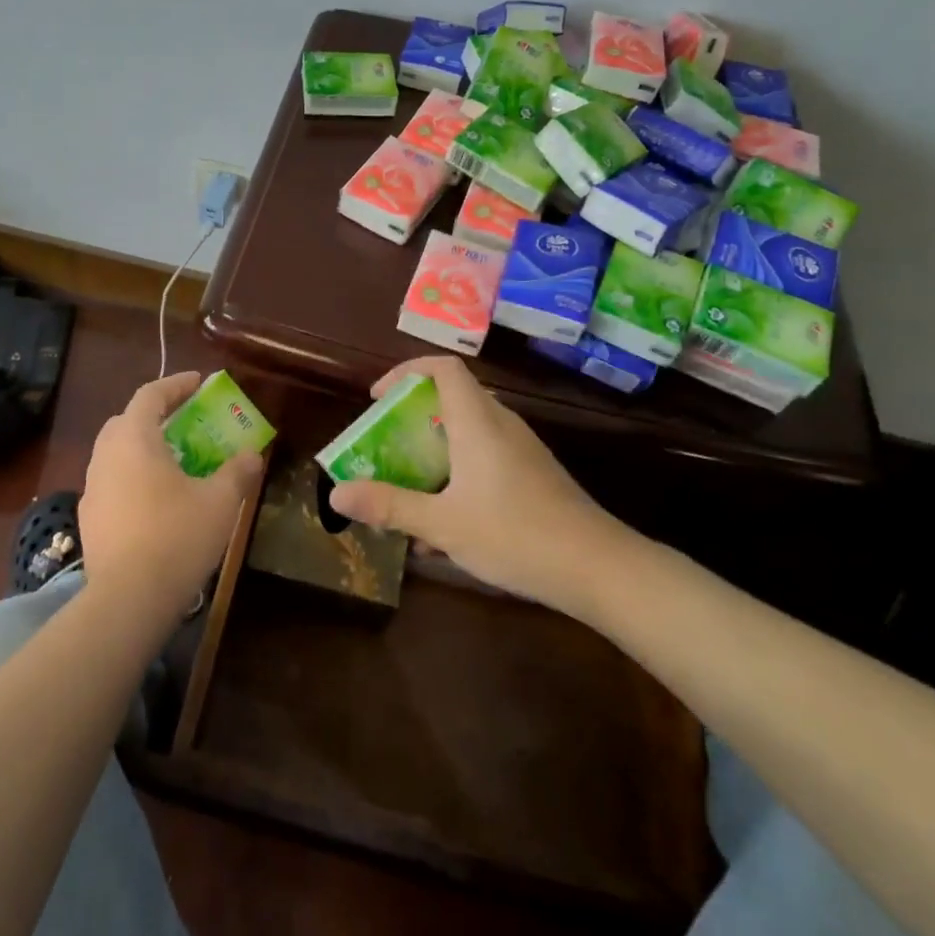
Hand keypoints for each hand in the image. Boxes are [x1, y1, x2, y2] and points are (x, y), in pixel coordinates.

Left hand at [78, 372, 264, 620]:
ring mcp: (92, 489)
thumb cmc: (177, 537)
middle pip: (127, 420)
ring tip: (173, 461)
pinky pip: (112, 482)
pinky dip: (133, 476)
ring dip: (142, 447)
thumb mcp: (221, 501)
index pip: (150, 395)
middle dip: (155, 415)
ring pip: (116, 453)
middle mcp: (105, 456)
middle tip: (184, 421)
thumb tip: (252, 455)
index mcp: (133, 439)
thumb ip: (238, 471)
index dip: (176, 385)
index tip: (198, 383)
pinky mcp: (89, 519)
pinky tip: (155, 500)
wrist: (128, 599)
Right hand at [328, 356, 621, 604]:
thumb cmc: (515, 534)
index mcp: (477, 422)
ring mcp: (522, 448)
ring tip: (409, 482)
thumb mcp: (442, 524)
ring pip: (469, 429)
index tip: (378, 397)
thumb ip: (390, 506)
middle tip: (386, 442)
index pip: (443, 368)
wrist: (597, 568)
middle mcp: (501, 424)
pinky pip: (487, 454)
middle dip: (413, 414)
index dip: (406, 371)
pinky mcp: (534, 473)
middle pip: (453, 396)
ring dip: (435, 447)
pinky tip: (447, 519)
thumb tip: (337, 495)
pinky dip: (459, 469)